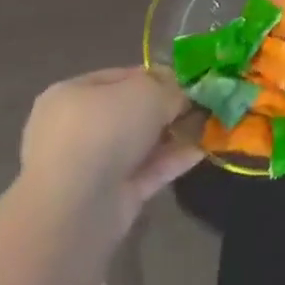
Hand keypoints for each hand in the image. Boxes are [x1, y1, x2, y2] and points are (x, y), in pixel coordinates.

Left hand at [19, 67, 202, 229]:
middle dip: (169, 108)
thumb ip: (170, 88)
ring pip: (142, 143)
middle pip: (133, 111)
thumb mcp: (147, 91)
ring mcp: (93, 166)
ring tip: (212, 124)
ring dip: (175, 134)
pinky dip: (174, 160)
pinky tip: (204, 149)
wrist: (76, 209)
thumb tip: (183, 95)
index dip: (158, 76)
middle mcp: (78, 128)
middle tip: (204, 102)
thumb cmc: (104, 130)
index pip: (121, 77)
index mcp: (72, 94)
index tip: (189, 80)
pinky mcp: (111, 197)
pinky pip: (148, 170)